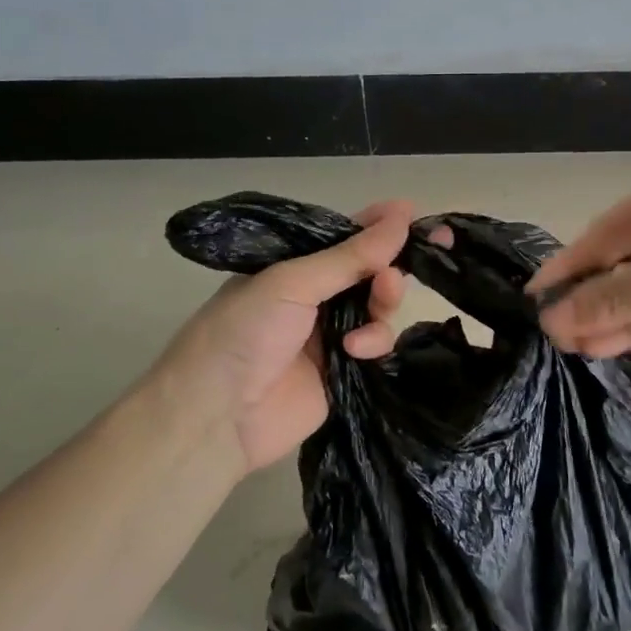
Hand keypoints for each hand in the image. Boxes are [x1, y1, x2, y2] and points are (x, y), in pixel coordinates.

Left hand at [153, 201, 414, 473]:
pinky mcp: (345, 372)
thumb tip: (402, 214)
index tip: (412, 215)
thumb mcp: (292, 283)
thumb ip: (350, 256)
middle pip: (367, 273)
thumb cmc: (244, 333)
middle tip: (399, 269)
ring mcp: (329, 336)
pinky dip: (373, 343)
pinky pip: (376, 346)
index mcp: (292, 267)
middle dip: (386, 267)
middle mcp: (313, 297)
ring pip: (377, 309)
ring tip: (379, 303)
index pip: (342, 238)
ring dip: (383, 303)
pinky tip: (355, 350)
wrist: (219, 416)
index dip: (376, 226)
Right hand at [527, 162, 630, 356]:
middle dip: (588, 299)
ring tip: (573, 349)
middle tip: (551, 337)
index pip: (603, 235)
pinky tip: (608, 346)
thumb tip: (555, 320)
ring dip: (610, 319)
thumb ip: (620, 295)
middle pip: (619, 264)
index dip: (567, 268)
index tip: (530, 299)